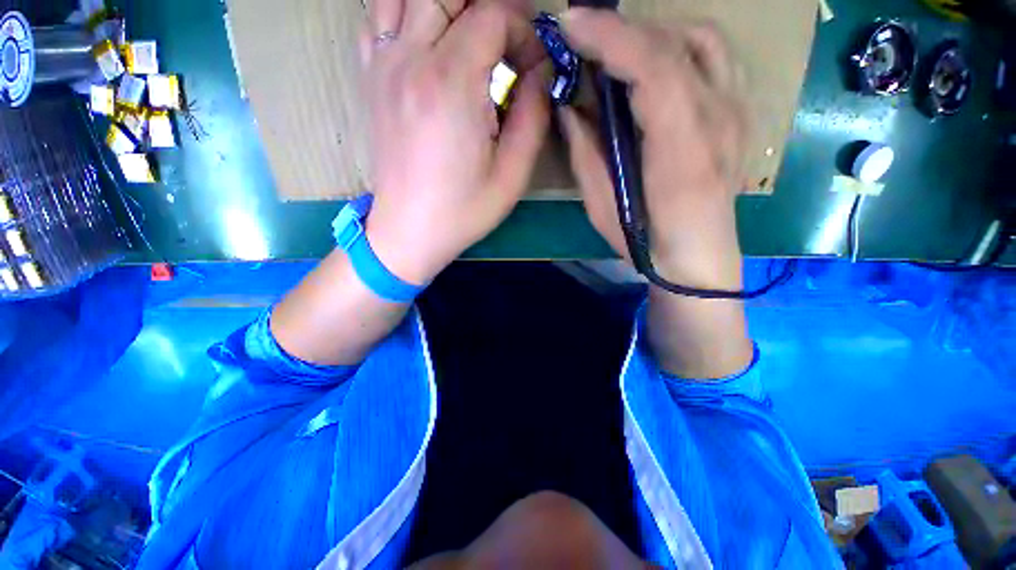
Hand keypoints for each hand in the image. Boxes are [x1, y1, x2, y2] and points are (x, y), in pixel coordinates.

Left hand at [361, 0, 549, 284]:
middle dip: (489, 7)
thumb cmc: (462, 212)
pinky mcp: (370, 78)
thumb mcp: (511, 175)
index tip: (533, 67)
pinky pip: (379, 17)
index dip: (523, 31)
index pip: (492, 15)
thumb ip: (532, 115)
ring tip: (471, 36)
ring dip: (447, 4)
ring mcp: (382, 65)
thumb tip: (540, 72)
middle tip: (508, 41)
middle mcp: (410, 60)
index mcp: (450, 85)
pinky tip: (429, 40)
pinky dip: (407, 13)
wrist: (408, 231)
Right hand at [559, 9, 747, 290]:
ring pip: (701, 40)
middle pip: (676, 44)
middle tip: (583, 39)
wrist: (699, 257)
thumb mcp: (602, 207)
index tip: (570, 24)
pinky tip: (655, 65)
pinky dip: (679, 45)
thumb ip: (586, 154)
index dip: (610, 37)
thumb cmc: (646, 242)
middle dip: (622, 30)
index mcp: (683, 152)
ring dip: (653, 34)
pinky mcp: (739, 112)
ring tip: (618, 52)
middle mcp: (721, 119)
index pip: (654, 69)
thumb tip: (570, 107)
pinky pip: (714, 57)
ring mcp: (738, 111)